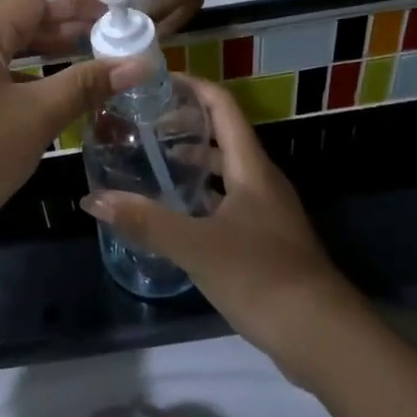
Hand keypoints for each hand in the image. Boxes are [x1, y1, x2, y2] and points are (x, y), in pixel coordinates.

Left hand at [0, 0, 144, 262]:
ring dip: (54, 53)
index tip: (122, 5)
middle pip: (25, 21)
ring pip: (14, 52)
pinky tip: (62, 95)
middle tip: (119, 34)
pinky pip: (3, 79)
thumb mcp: (35, 116)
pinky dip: (35, 80)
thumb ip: (86, 85)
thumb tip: (138, 62)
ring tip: (99, 59)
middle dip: (71, 25)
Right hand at [84, 77, 361, 384]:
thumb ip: (146, 221)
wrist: (322, 336)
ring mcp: (266, 212)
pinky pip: (227, 203)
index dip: (193, 86)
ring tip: (151, 163)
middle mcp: (261, 181)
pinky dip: (201, 198)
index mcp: (251, 167)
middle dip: (185, 124)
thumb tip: (94, 199)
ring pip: (225, 172)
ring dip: (192, 162)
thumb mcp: (197, 246)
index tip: (157, 80)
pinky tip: (175, 214)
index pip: (223, 106)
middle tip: (142, 123)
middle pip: (222, 136)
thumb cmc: (262, 276)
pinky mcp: (265, 240)